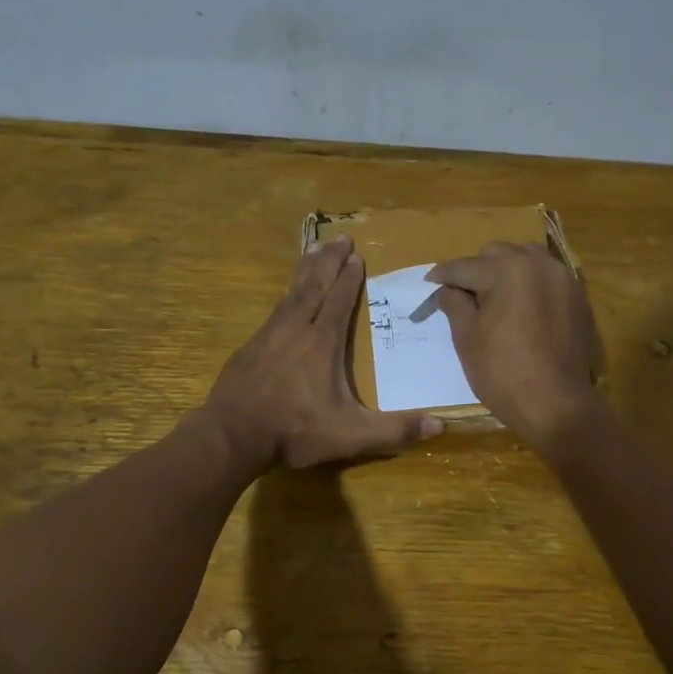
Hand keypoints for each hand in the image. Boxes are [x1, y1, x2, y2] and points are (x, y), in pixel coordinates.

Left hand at [202, 234, 441, 471]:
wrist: (233, 434)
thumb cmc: (295, 431)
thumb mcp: (351, 435)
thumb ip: (394, 431)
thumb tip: (440, 424)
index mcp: (322, 343)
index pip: (339, 300)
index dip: (350, 278)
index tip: (357, 256)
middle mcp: (296, 329)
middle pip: (315, 285)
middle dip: (329, 260)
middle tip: (341, 238)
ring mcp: (268, 335)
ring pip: (291, 292)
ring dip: (306, 270)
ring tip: (314, 251)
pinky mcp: (250, 347)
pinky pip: (274, 310)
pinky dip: (285, 295)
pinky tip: (285, 298)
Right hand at [428, 241, 602, 452]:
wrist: (556, 404)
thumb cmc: (502, 372)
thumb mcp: (467, 338)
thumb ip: (455, 304)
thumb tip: (447, 290)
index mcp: (508, 269)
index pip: (466, 266)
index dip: (443, 276)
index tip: (429, 283)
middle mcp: (539, 264)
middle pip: (497, 254)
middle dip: (477, 270)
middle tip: (463, 297)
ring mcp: (564, 279)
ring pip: (526, 261)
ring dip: (506, 272)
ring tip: (494, 299)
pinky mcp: (578, 299)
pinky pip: (547, 279)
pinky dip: (530, 286)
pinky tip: (521, 309)